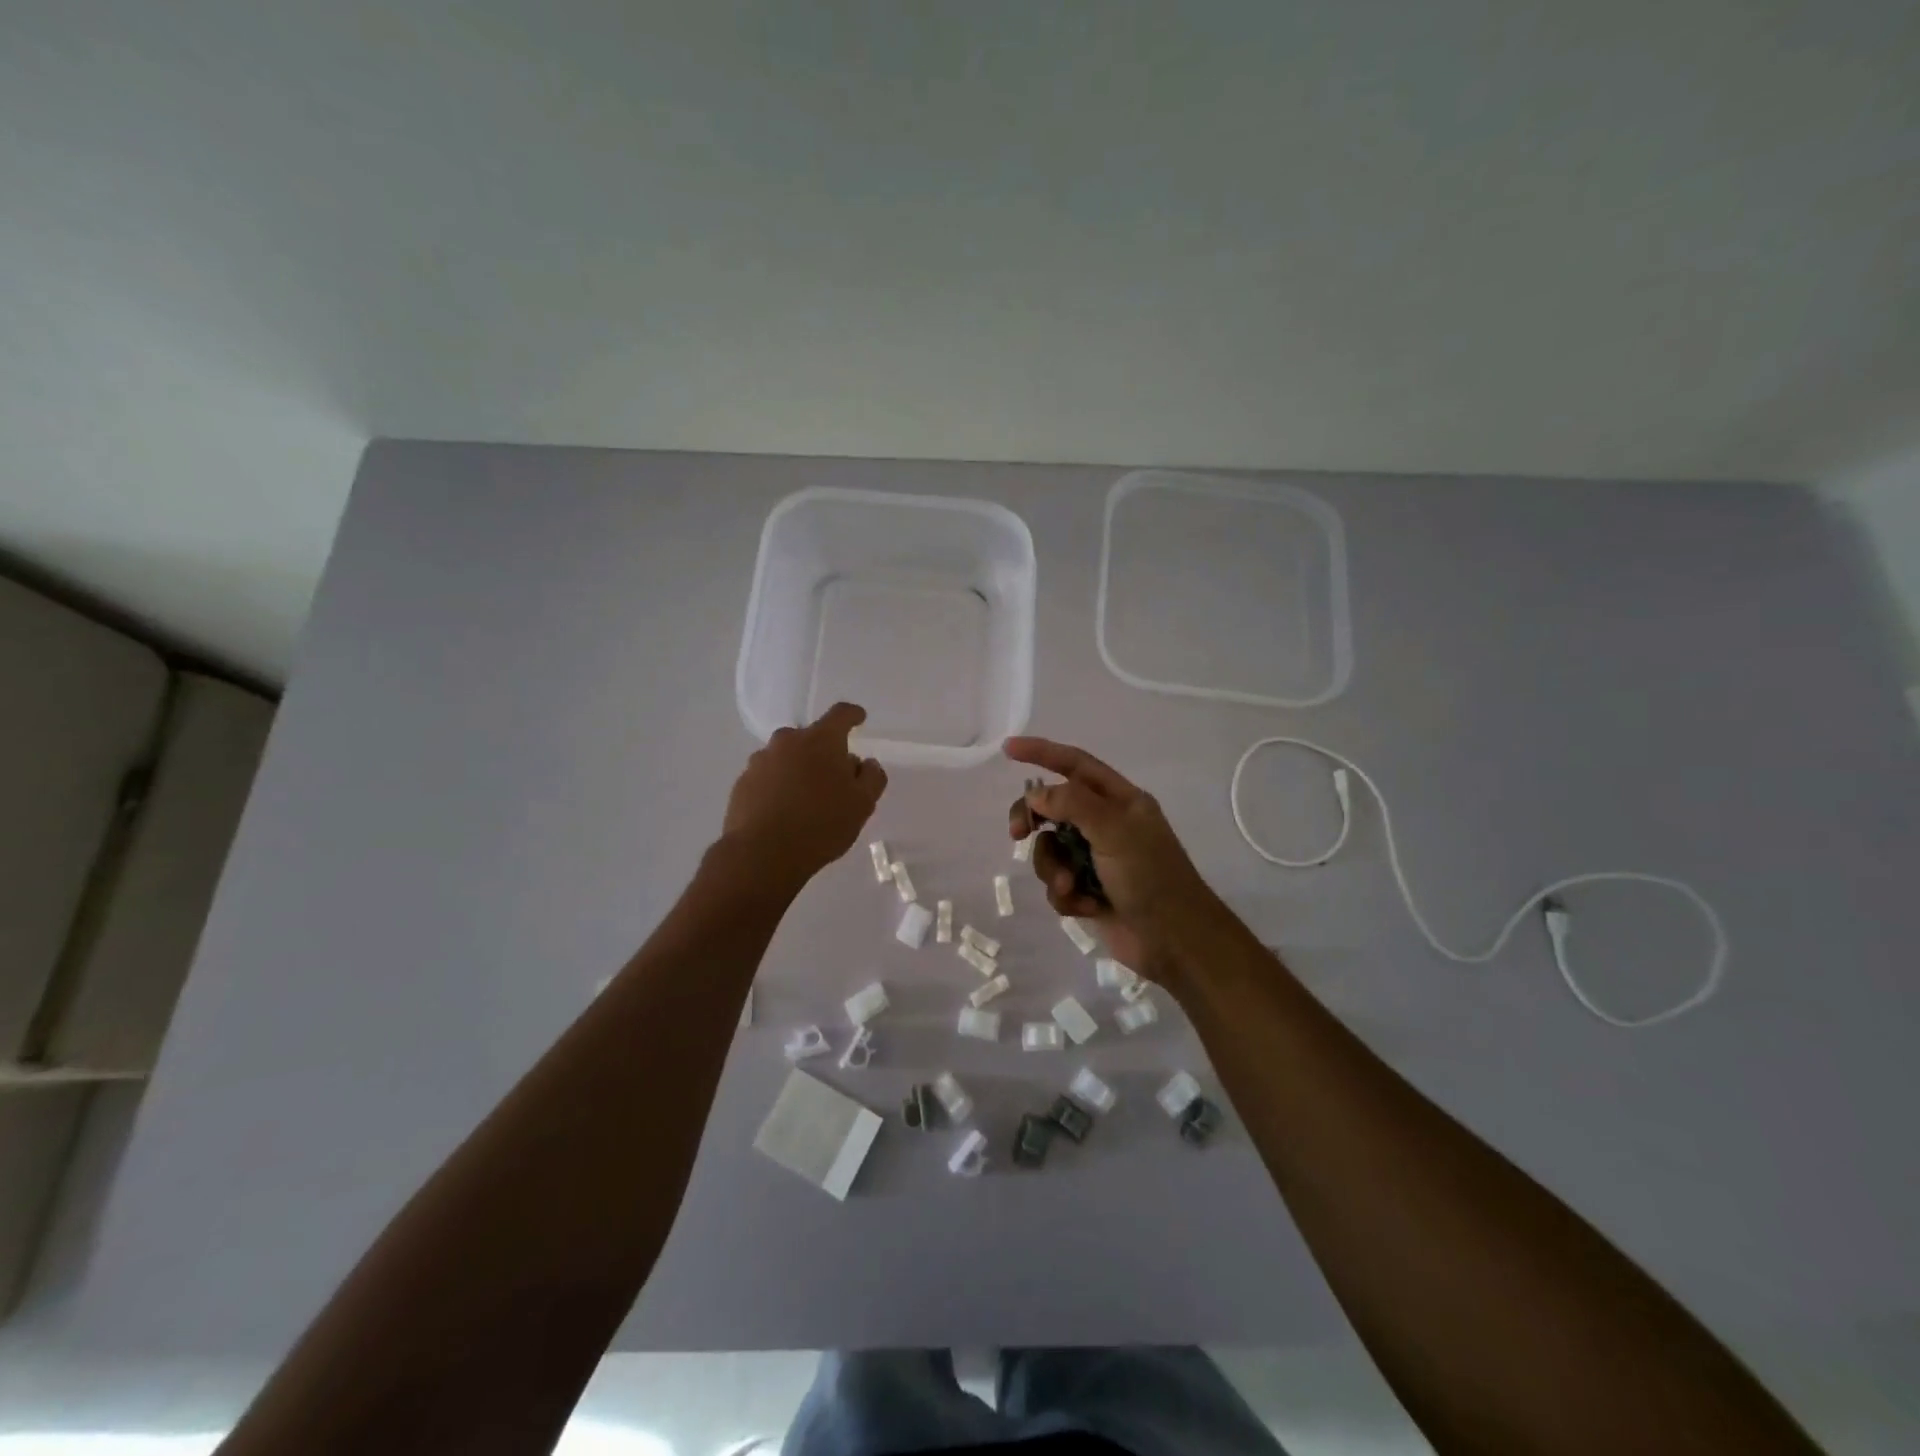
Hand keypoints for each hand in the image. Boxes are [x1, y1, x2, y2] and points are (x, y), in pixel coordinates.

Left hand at [724, 703, 887, 887]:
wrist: (762, 854)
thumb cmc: (821, 824)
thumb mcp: (862, 804)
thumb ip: (871, 778)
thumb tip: (865, 763)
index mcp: (821, 740)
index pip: (841, 714)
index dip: (853, 715)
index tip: (859, 719)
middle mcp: (787, 741)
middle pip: (811, 738)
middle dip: (824, 752)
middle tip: (834, 779)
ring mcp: (760, 761)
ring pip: (786, 758)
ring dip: (798, 770)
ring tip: (806, 801)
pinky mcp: (742, 783)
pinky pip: (767, 778)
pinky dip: (778, 787)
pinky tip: (783, 813)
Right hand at [1004, 736, 1217, 978]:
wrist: (1174, 942)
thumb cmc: (1151, 877)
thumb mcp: (1115, 830)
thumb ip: (1073, 804)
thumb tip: (1035, 793)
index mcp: (1120, 801)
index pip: (1075, 764)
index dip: (1042, 753)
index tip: (1008, 749)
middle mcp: (1105, 825)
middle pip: (1052, 808)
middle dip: (1033, 819)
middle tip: (1017, 833)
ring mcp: (1095, 859)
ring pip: (1049, 850)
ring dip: (1054, 869)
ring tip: (1072, 887)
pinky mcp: (1087, 891)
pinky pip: (1057, 884)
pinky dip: (1066, 896)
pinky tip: (1086, 907)